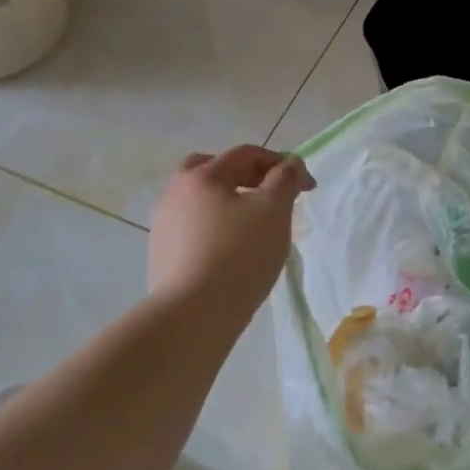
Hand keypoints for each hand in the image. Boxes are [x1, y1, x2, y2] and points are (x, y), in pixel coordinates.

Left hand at [149, 146, 314, 326]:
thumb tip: (290, 164)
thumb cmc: (240, 254)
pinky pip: (194, 227)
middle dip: (247, 175)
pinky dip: (216, 227)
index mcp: (202, 176)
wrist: (193, 315)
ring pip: (202, 200)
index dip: (281, 164)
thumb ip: (285, 179)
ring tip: (254, 224)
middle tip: (272, 195)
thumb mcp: (274, 210)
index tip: (308, 188)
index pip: (246, 154)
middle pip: (214, 170)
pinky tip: (232, 249)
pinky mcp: (162, 254)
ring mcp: (164, 224)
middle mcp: (175, 192)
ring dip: (230, 202)